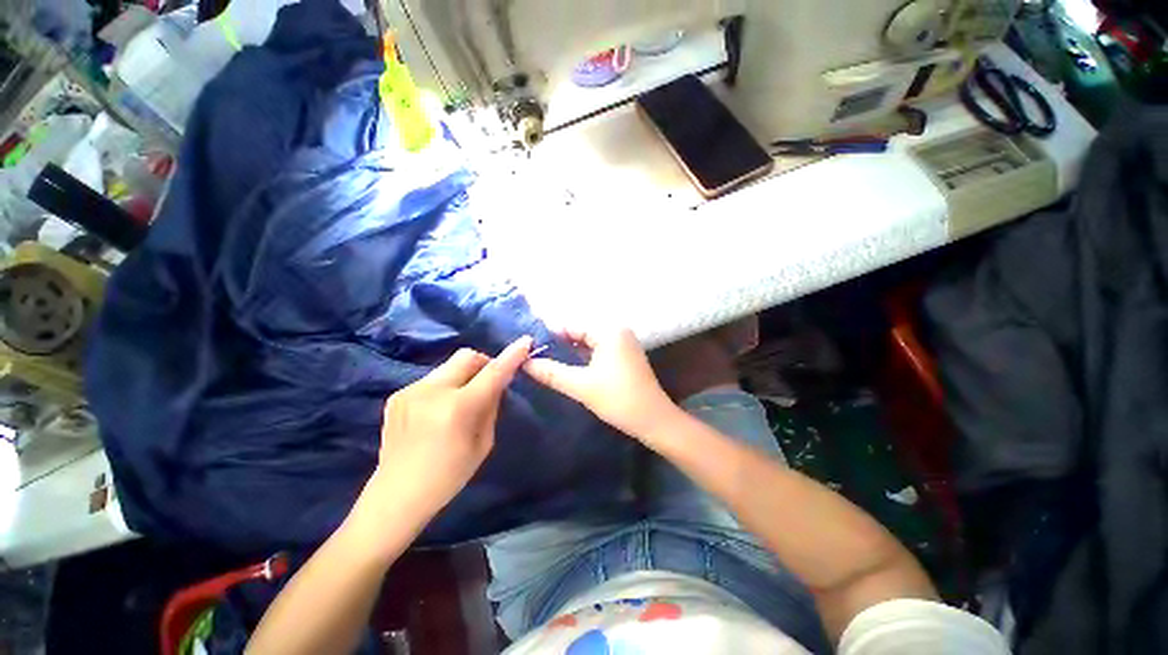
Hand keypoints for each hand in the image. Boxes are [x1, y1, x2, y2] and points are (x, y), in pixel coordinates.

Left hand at [366, 336, 532, 521]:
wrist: (396, 495)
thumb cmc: (449, 475)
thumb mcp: (484, 442)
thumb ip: (491, 406)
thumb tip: (496, 383)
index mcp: (458, 408)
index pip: (492, 372)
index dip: (511, 356)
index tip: (525, 341)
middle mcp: (432, 392)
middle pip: (467, 356)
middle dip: (484, 363)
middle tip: (487, 382)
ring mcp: (410, 390)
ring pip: (449, 366)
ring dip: (463, 376)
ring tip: (460, 401)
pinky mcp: (397, 395)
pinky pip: (432, 380)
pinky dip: (445, 387)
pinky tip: (438, 411)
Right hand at [524, 328, 678, 439]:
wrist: (654, 421)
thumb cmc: (618, 399)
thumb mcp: (581, 386)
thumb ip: (552, 372)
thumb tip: (524, 363)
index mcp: (609, 331)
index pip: (572, 325)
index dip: (549, 335)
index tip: (528, 346)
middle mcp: (618, 331)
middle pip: (580, 332)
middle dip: (559, 343)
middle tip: (534, 355)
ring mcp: (623, 344)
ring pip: (589, 343)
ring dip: (570, 351)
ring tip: (545, 361)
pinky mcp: (625, 356)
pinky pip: (598, 350)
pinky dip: (583, 357)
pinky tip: (568, 366)